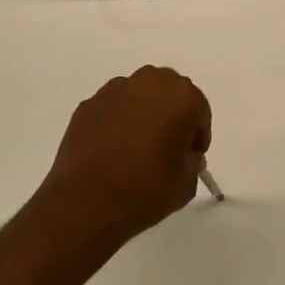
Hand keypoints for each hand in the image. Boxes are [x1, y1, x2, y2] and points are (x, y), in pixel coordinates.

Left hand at [39, 66, 212, 242]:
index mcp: (182, 97)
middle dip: (171, 115)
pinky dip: (117, 121)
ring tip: (136, 148)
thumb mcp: (186, 185)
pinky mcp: (89, 103)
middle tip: (166, 147)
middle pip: (169, 93)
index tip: (190, 157)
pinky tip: (111, 150)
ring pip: (139, 96)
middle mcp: (150, 83)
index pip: (199, 110)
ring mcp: (115, 90)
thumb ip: (192, 162)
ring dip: (143, 114)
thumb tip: (183, 154)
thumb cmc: (145, 191)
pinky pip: (113, 108)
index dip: (196, 135)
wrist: (86, 202)